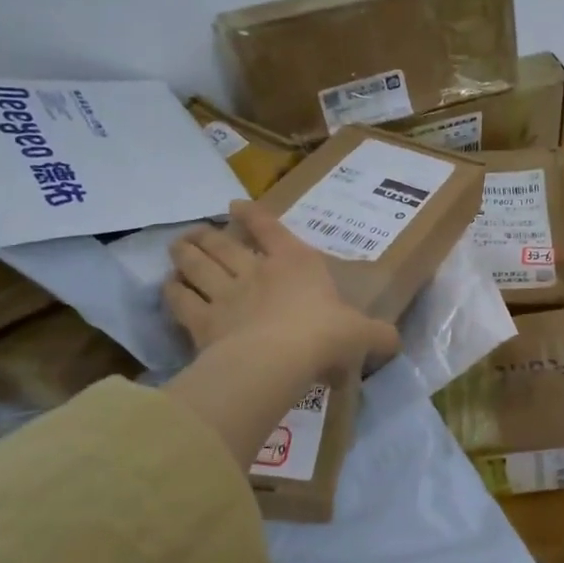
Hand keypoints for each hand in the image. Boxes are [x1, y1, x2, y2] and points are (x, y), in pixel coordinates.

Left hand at [165, 199, 399, 376]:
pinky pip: (181, 300)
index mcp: (296, 264)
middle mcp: (257, 271)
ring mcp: (226, 294)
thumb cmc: (324, 335)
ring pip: (198, 265)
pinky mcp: (203, 321)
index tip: (235, 204)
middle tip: (195, 231)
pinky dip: (172, 291)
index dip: (253, 215)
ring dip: (185, 253)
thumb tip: (395, 342)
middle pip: (224, 246)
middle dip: (208, 235)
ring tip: (176, 246)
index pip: (271, 230)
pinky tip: (168, 287)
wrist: (280, 358)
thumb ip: (377, 335)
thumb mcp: (360, 334)